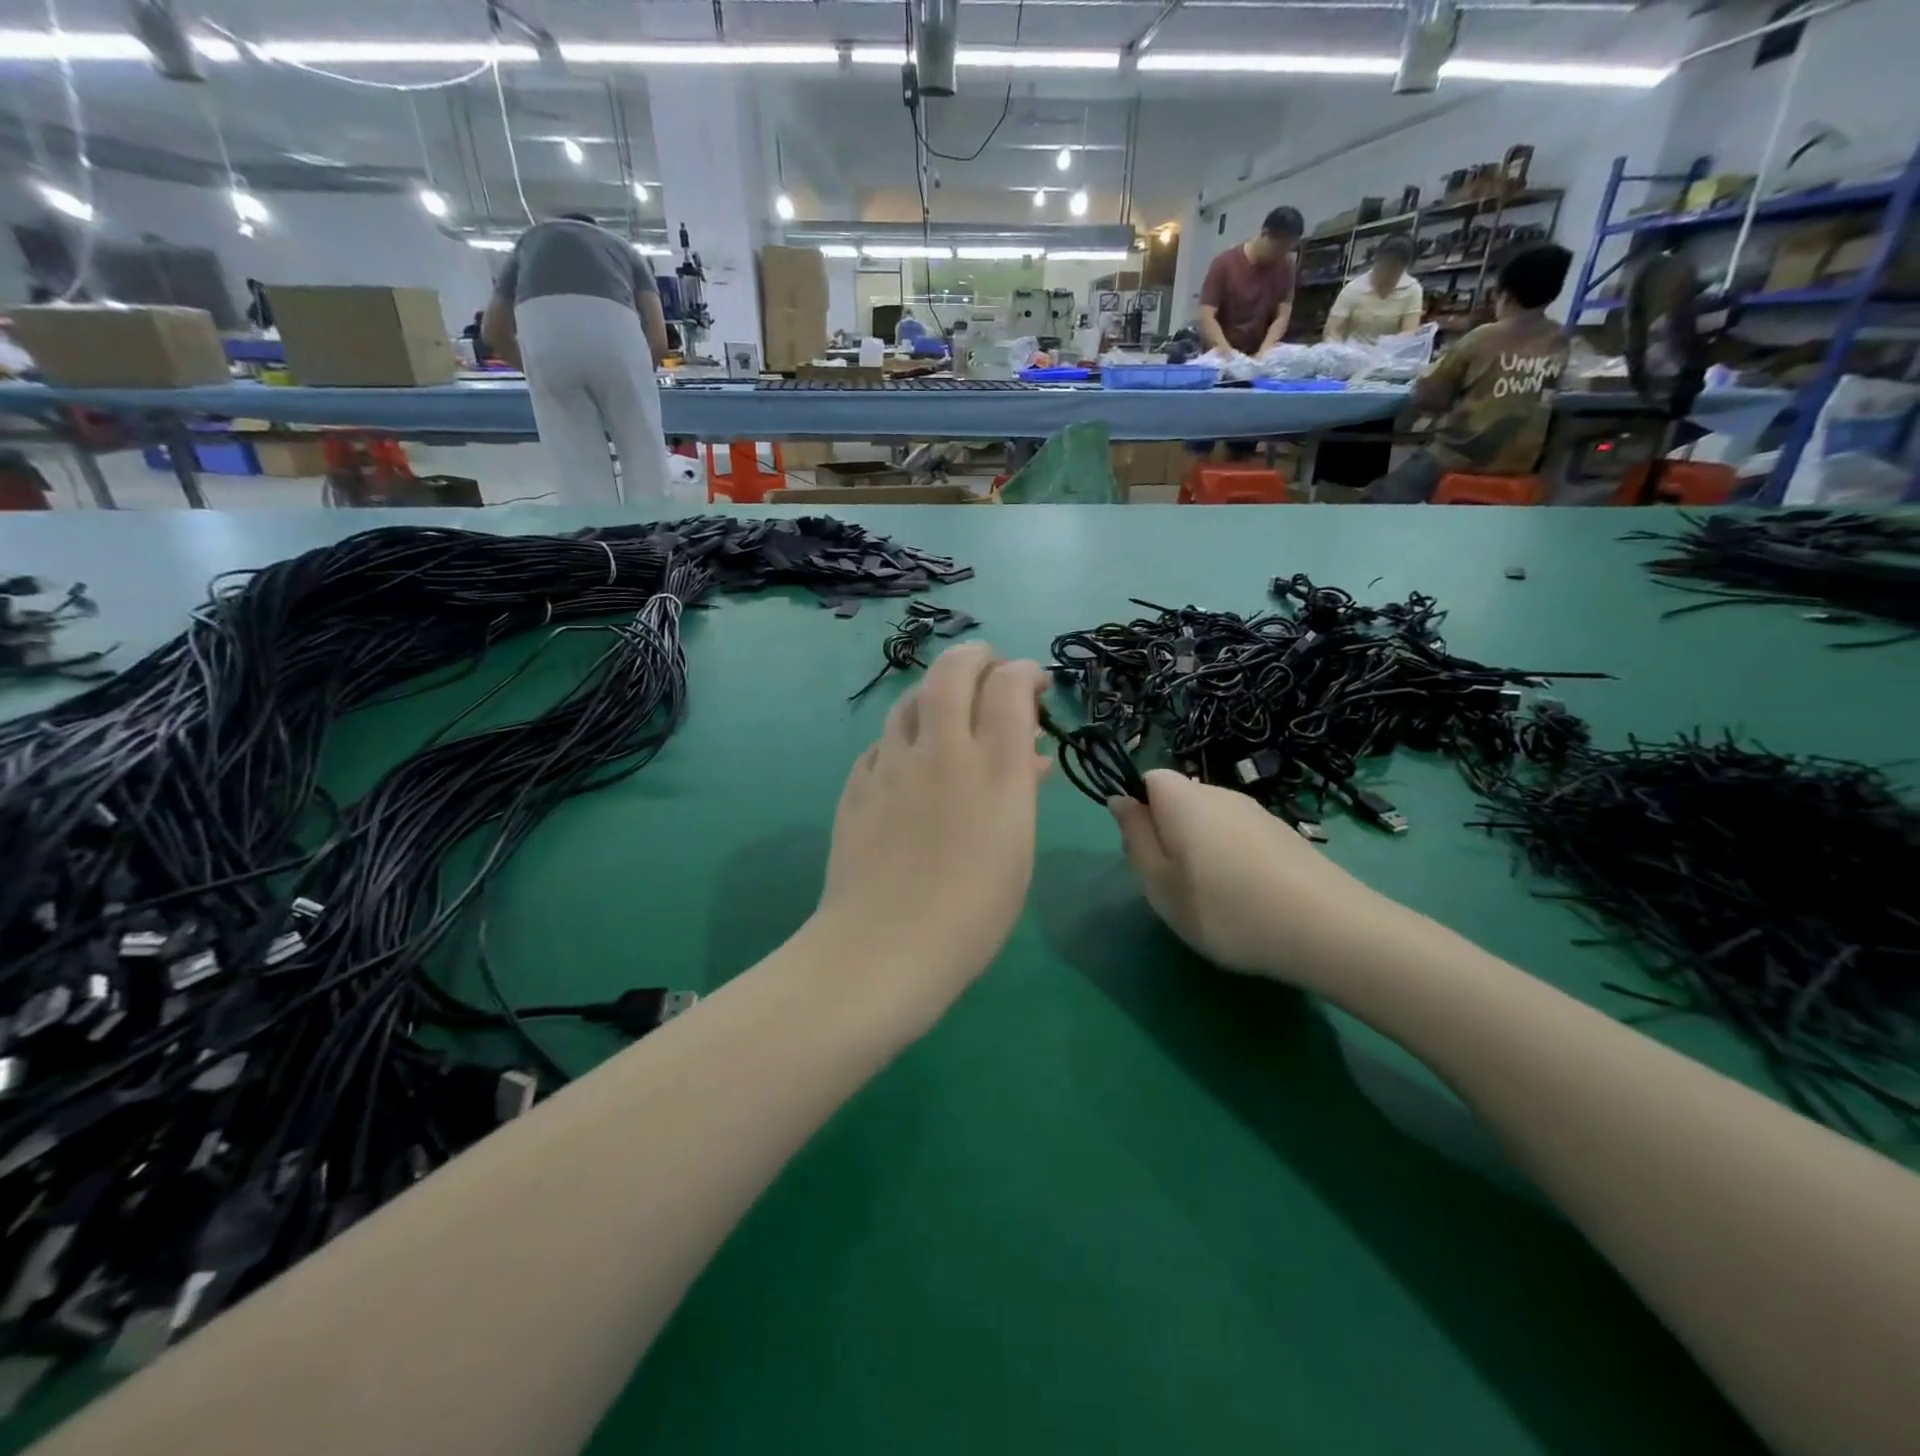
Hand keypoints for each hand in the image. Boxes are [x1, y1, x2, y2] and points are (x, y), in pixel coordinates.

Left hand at [812, 643, 1049, 1028]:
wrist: (883, 949)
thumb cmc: (972, 913)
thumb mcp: (1017, 850)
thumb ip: (1021, 790)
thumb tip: (1029, 756)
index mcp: (992, 769)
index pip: (1008, 686)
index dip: (1024, 672)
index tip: (1033, 684)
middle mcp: (940, 751)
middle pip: (952, 671)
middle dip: (975, 657)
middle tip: (989, 668)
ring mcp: (891, 765)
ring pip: (910, 700)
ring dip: (935, 692)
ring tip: (950, 708)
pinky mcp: (857, 785)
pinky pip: (883, 743)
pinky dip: (904, 737)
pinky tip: (909, 759)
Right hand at [1110, 769, 1392, 989]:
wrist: (1326, 929)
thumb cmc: (1223, 907)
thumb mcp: (1159, 882)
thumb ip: (1135, 837)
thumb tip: (1120, 800)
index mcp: (1182, 797)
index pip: (1147, 781)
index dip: (1139, 813)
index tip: (1145, 855)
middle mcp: (1219, 792)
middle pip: (1179, 801)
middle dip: (1169, 834)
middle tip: (1174, 884)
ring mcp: (1257, 812)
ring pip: (1211, 822)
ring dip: (1202, 850)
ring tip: (1213, 898)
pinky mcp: (1285, 835)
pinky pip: (1241, 838)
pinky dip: (1234, 861)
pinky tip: (1248, 899)